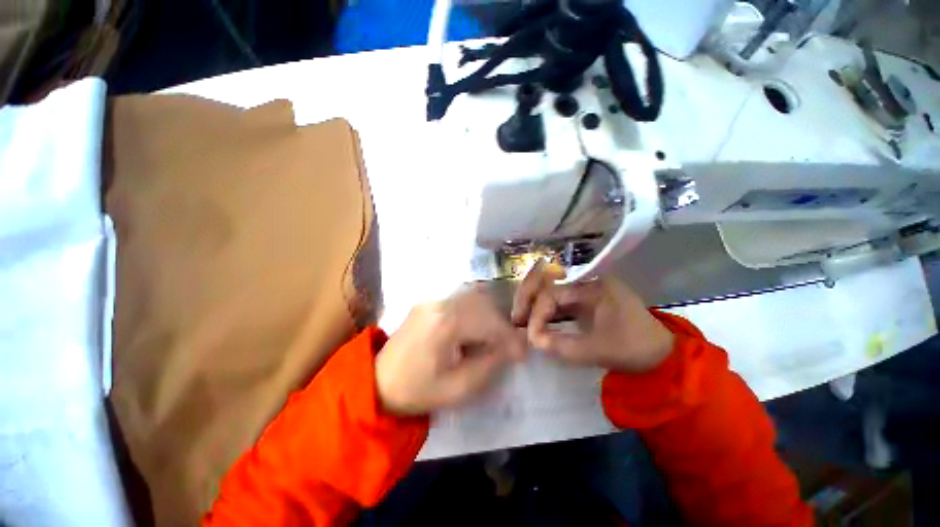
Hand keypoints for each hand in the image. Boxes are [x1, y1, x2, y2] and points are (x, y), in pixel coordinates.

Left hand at [376, 286, 526, 414]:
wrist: (378, 382)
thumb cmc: (417, 391)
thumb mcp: (458, 388)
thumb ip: (490, 365)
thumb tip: (513, 348)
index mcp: (445, 324)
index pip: (488, 322)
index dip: (509, 337)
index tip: (522, 352)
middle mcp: (439, 303)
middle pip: (482, 304)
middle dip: (501, 324)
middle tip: (508, 346)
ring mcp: (432, 300)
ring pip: (473, 298)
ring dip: (489, 316)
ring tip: (493, 339)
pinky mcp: (428, 302)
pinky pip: (460, 301)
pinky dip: (475, 313)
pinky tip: (475, 330)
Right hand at [511, 262, 673, 372]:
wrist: (659, 352)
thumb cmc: (633, 348)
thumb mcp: (599, 350)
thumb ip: (563, 346)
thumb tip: (532, 341)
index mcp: (593, 284)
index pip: (553, 292)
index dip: (539, 313)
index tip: (532, 336)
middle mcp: (585, 279)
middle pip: (546, 278)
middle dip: (527, 297)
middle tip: (516, 318)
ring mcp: (582, 287)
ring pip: (548, 286)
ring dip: (532, 301)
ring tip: (521, 320)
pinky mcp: (581, 298)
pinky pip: (555, 299)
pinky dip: (543, 309)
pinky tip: (535, 322)